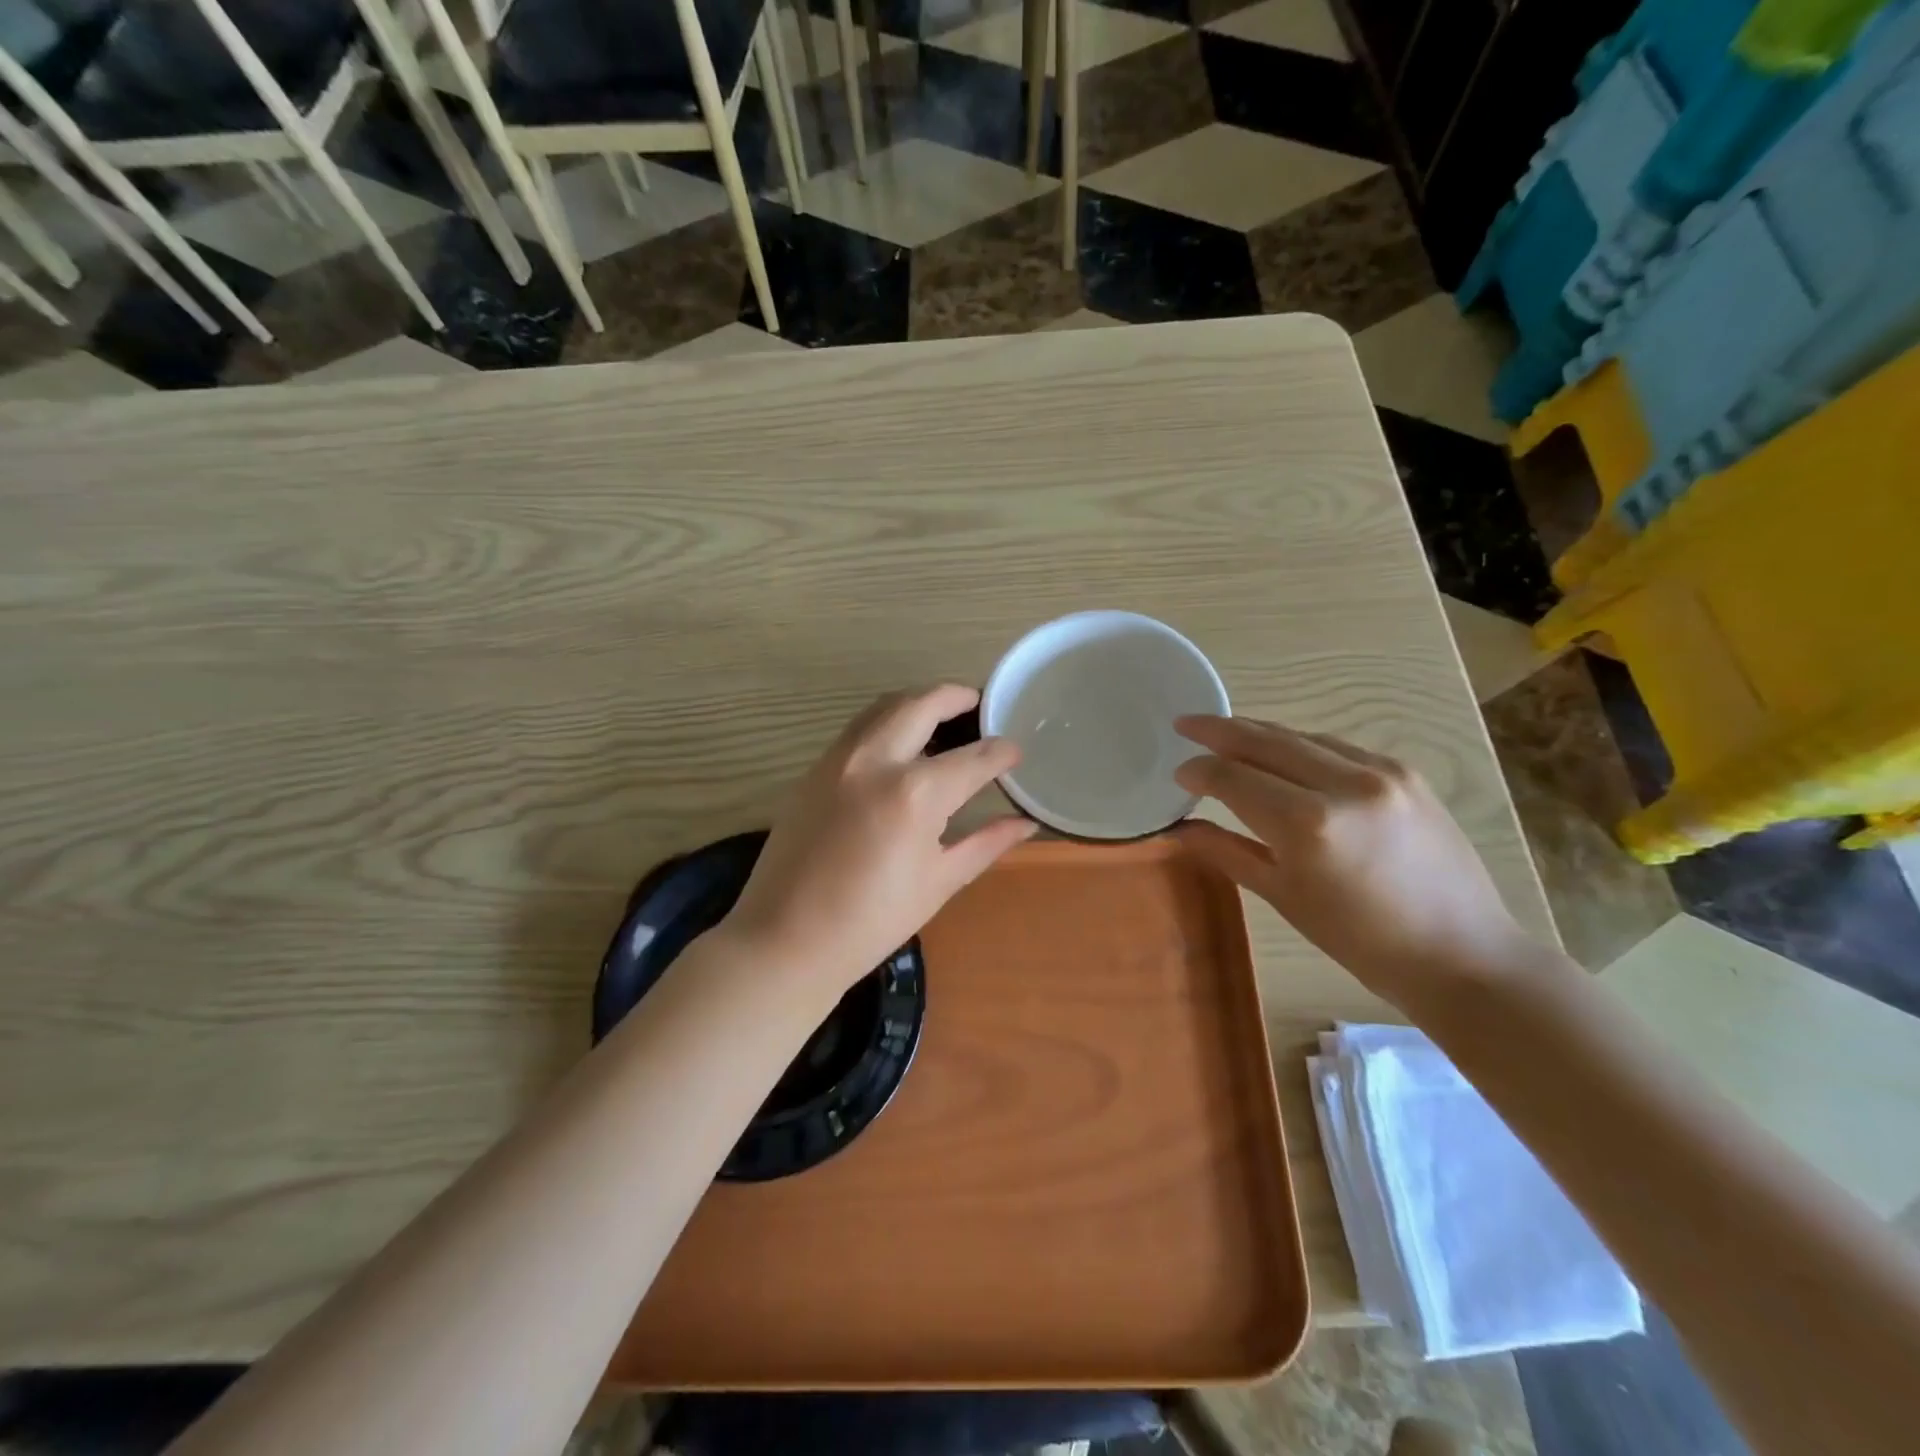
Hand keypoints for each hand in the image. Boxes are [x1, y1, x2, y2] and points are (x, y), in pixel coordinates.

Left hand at [722, 685, 1036, 1001]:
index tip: (1015, 753)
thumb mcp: (939, 882)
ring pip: (884, 707)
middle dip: (956, 697)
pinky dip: (886, 722)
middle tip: (978, 704)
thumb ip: (986, 842)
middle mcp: (876, 760)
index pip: (974, 758)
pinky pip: (858, 728)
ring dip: (917, 702)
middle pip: (922, 705)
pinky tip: (899, 746)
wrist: (785, 940)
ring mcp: (838, 759)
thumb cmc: (872, 921)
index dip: (1002, 753)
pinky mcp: (814, 769)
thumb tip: (1026, 822)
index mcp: (915, 793)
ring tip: (941, 717)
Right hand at [1174, 716, 1537, 1005]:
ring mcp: (1381, 772)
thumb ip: (1227, 851)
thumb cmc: (1360, 940)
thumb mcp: (1283, 896)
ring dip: (1259, 733)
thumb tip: (1181, 828)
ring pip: (1301, 737)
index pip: (1234, 778)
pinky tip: (1284, 753)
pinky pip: (1337, 747)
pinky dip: (1300, 746)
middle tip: (1185, 722)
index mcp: (1308, 824)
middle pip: (1265, 741)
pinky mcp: (1406, 772)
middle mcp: (1344, 784)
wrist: (1461, 953)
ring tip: (1226, 734)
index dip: (1200, 771)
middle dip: (1219, 730)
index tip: (1179, 772)